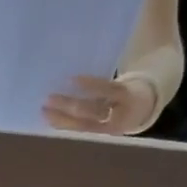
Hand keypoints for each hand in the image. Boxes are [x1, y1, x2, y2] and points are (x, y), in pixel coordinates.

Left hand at [43, 73, 160, 136]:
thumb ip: (106, 73)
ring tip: (43, 111)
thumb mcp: (124, 77)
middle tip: (48, 98)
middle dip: (68, 105)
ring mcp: (107, 127)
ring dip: (61, 118)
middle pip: (91, 110)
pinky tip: (49, 120)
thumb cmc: (129, 86)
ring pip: (82, 124)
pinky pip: (79, 129)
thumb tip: (89, 52)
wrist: (143, 109)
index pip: (108, 89)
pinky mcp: (98, 134)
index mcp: (128, 94)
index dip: (91, 85)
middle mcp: (118, 113)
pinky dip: (64, 124)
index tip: (71, 78)